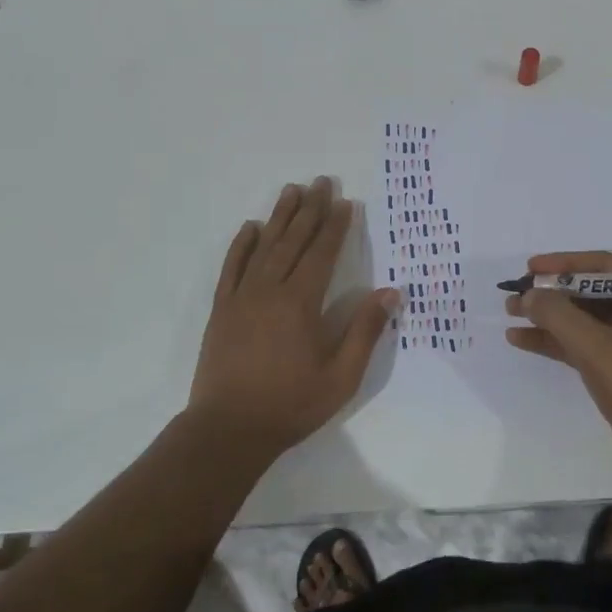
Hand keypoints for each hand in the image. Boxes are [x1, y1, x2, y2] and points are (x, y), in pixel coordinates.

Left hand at [189, 177, 399, 458]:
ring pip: (264, 247)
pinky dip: (241, 244)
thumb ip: (364, 331)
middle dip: (310, 210)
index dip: (335, 226)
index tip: (345, 202)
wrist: (228, 429)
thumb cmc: (291, 404)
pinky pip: (232, 267)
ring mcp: (241, 298)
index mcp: (301, 303)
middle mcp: (270, 290)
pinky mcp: (221, 310)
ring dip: (279, 217)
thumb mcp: (341, 376)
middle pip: (293, 241)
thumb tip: (390, 292)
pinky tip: (250, 227)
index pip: (322, 254)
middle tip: (321, 181)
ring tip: (291, 190)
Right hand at [505, 251, 611, 474]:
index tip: (530, 268)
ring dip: (548, 317)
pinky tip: (521, 339)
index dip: (564, 264)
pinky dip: (555, 340)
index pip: (602, 265)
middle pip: (589, 291)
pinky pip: (583, 343)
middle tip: (516, 293)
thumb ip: (557, 314)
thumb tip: (528, 295)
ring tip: (510, 314)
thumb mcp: (594, 345)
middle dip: (551, 293)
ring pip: (583, 319)